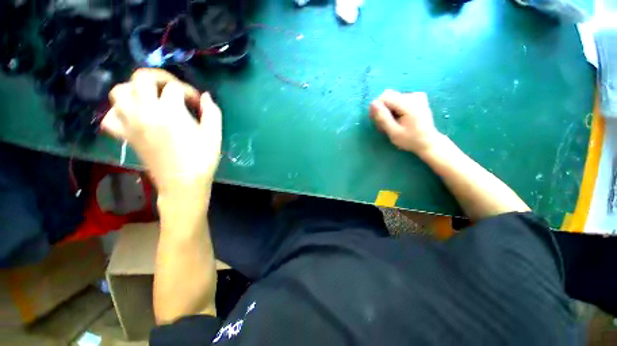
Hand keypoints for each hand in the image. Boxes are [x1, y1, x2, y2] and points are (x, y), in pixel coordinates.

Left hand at [101, 68, 221, 195]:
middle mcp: (145, 111)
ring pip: (119, 92)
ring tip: (151, 99)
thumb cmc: (202, 159)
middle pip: (141, 78)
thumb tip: (206, 96)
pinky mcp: (125, 136)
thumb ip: (212, 112)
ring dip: (134, 90)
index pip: (176, 88)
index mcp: (170, 111)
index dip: (190, 92)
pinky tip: (132, 116)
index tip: (198, 104)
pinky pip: (109, 117)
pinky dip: (118, 112)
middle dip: (159, 77)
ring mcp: (131, 123)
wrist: (183, 183)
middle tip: (172, 89)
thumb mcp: (214, 135)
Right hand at [370, 89, 442, 155]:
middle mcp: (413, 95)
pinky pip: (398, 99)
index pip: (384, 97)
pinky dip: (394, 108)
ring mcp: (416, 95)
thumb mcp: (393, 132)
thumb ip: (383, 118)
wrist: (429, 142)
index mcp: (408, 104)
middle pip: (388, 96)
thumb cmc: (410, 140)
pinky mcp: (417, 98)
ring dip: (387, 110)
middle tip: (383, 124)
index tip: (377, 122)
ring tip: (390, 123)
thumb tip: (373, 103)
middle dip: (382, 109)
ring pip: (392, 98)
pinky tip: (397, 118)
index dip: (377, 108)